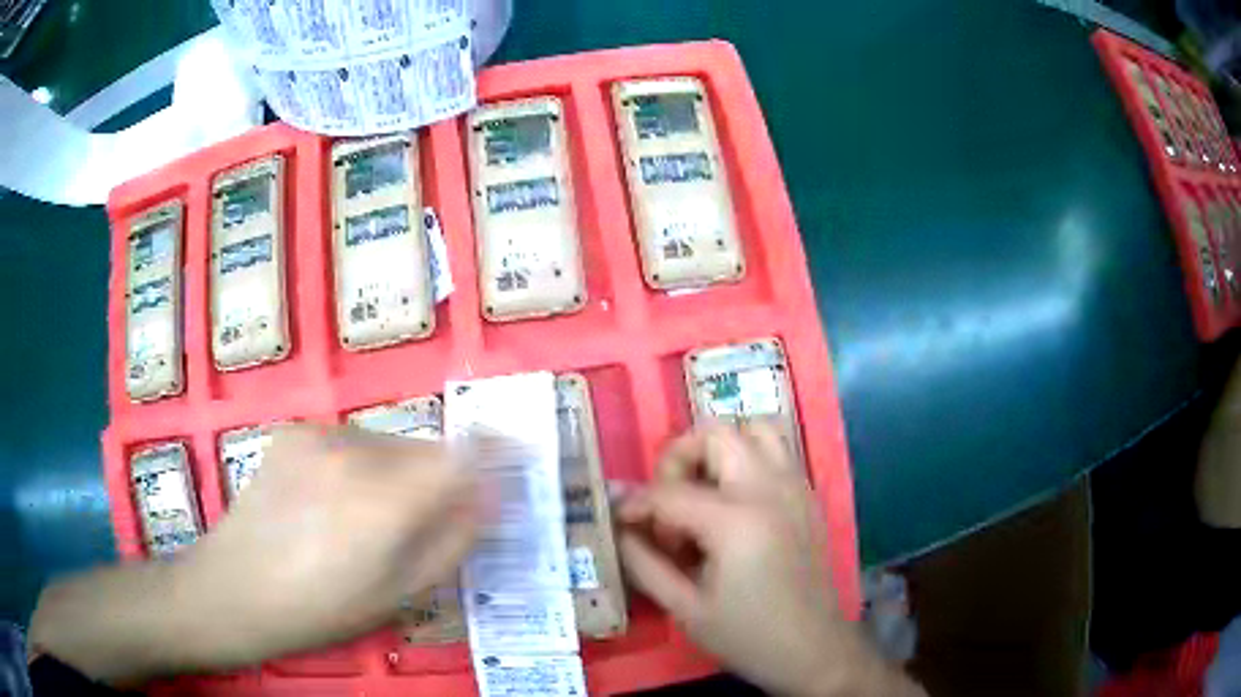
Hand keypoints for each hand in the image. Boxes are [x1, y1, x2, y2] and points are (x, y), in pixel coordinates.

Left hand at [30, 423, 477, 681]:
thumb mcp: (398, 596)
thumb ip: (452, 542)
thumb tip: (490, 499)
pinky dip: (361, 465)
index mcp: (384, 499)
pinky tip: (332, 502)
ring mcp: (319, 433)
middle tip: (427, 521)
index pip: (463, 454)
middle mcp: (354, 449)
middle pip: (426, 448)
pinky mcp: (294, 431)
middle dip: (441, 477)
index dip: (495, 453)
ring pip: (388, 443)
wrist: (231, 591)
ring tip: (370, 519)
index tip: (512, 460)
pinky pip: (352, 441)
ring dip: (398, 472)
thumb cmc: (319, 611)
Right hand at [617, 422, 921, 696]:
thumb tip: (622, 528)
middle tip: (669, 502)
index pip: (669, 492)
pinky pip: (777, 451)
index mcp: (736, 521)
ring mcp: (796, 487)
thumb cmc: (747, 635)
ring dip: (721, 449)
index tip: (621, 521)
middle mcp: (769, 489)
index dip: (636, 504)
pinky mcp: (808, 496)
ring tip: (704, 490)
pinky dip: (748, 458)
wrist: (813, 649)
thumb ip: (644, 563)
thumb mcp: (684, 609)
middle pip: (715, 434)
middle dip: (679, 459)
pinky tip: (735, 504)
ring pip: (755, 428)